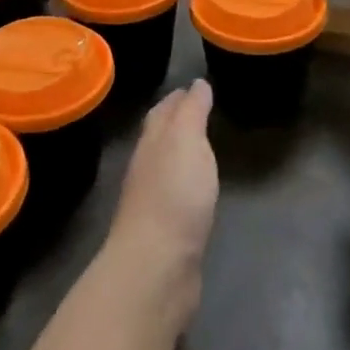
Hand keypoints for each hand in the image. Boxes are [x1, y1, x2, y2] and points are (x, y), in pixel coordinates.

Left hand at [107, 80, 219, 304]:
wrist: (157, 265)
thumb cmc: (174, 194)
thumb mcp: (186, 140)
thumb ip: (192, 112)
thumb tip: (196, 84)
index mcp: (151, 143)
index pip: (162, 111)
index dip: (178, 98)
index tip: (197, 86)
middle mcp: (147, 167)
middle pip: (160, 137)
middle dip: (177, 121)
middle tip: (201, 109)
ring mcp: (153, 201)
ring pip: (167, 166)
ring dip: (182, 152)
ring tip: (203, 144)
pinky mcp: (165, 231)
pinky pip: (177, 195)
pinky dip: (187, 183)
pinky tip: (198, 188)